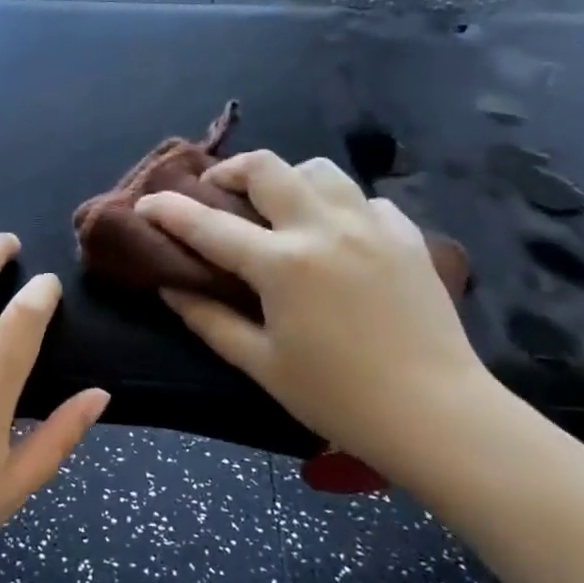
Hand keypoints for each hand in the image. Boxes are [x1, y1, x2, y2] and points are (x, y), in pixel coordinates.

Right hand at [137, 151, 489, 470]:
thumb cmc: (338, 398)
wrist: (438, 415)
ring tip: (279, 209)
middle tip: (217, 193)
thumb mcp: (261, 364)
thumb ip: (209, 319)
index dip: (168, 209)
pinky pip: (364, 199)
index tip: (146, 203)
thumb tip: (171, 286)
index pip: (209, 225)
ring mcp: (371, 226)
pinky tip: (336, 235)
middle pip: (267, 167)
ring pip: (319, 170)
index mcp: (282, 264)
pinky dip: (338, 206)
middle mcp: (324, 228)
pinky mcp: (407, 236)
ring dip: (287, 180)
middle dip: (230, 171)